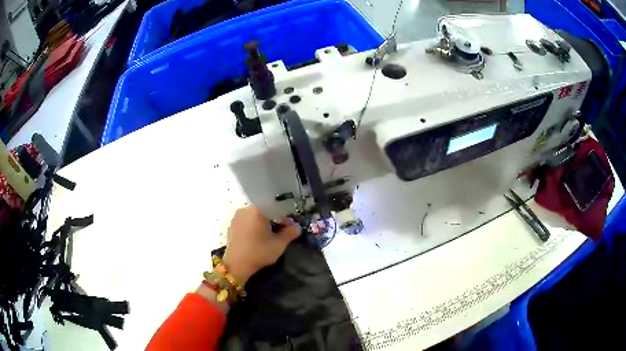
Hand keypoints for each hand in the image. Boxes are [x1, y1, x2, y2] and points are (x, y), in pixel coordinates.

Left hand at [223, 207, 299, 284]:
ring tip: (269, 236)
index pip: (275, 209)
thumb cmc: (259, 252)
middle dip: (274, 220)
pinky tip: (258, 239)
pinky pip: (246, 223)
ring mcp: (236, 218)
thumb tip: (297, 228)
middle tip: (281, 232)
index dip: (285, 218)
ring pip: (254, 217)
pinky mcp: (231, 227)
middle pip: (264, 212)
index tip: (290, 227)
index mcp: (257, 209)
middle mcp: (245, 209)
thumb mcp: (279, 244)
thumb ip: (290, 233)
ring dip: (263, 224)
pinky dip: (254, 228)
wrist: (236, 264)